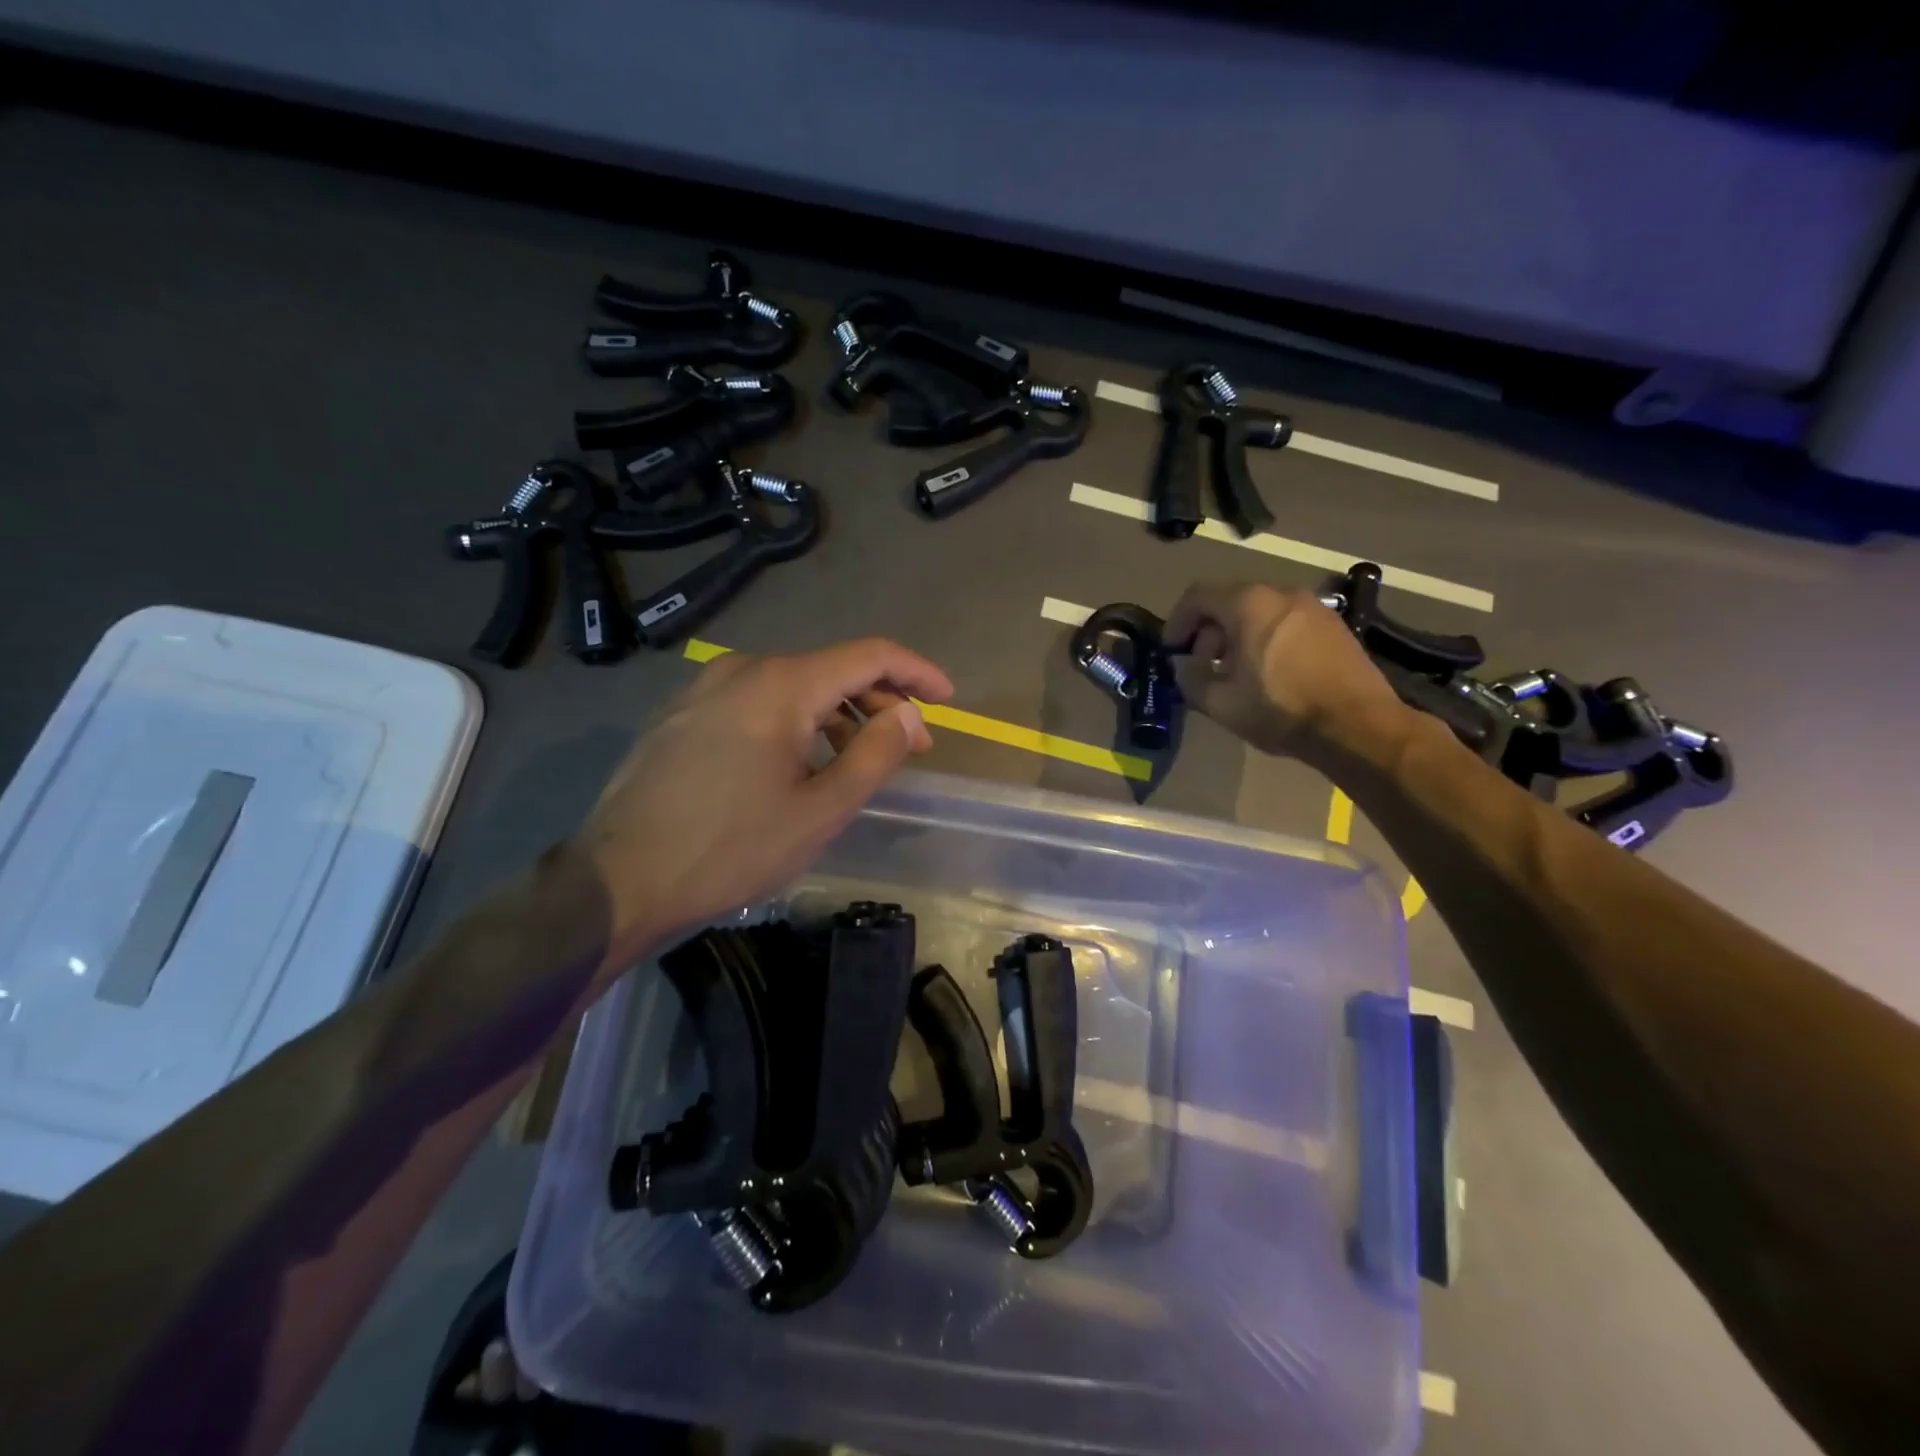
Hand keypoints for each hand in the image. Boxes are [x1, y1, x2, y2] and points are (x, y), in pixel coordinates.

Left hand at [577, 638, 953, 966]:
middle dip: (880, 701)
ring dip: (838, 715)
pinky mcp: (683, 713)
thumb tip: (907, 713)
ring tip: (859, 760)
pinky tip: (802, 762)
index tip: (947, 698)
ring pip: (793, 686)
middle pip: (830, 669)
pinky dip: (797, 722)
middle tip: (911, 746)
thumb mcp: (821, 810)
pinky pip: (757, 702)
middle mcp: (741, 669)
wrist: (618, 880)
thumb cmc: (730, 848)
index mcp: (780, 684)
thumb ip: (875, 753)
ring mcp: (705, 688)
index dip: (916, 671)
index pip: (868, 655)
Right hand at [1166, 581, 1411, 766]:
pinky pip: (1286, 622)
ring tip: (1235, 673)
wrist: (1358, 726)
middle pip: (1230, 601)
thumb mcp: (1220, 702)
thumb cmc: (1280, 710)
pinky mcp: (1334, 626)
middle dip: (1209, 631)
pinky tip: (1268, 673)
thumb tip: (1183, 667)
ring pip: (1260, 612)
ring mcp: (1314, 607)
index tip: (1172, 651)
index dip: (1177, 622)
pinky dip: (1266, 639)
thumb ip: (1191, 678)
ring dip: (1237, 636)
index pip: (1198, 596)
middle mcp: (1281, 593)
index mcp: (1249, 603)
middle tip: (1203, 666)